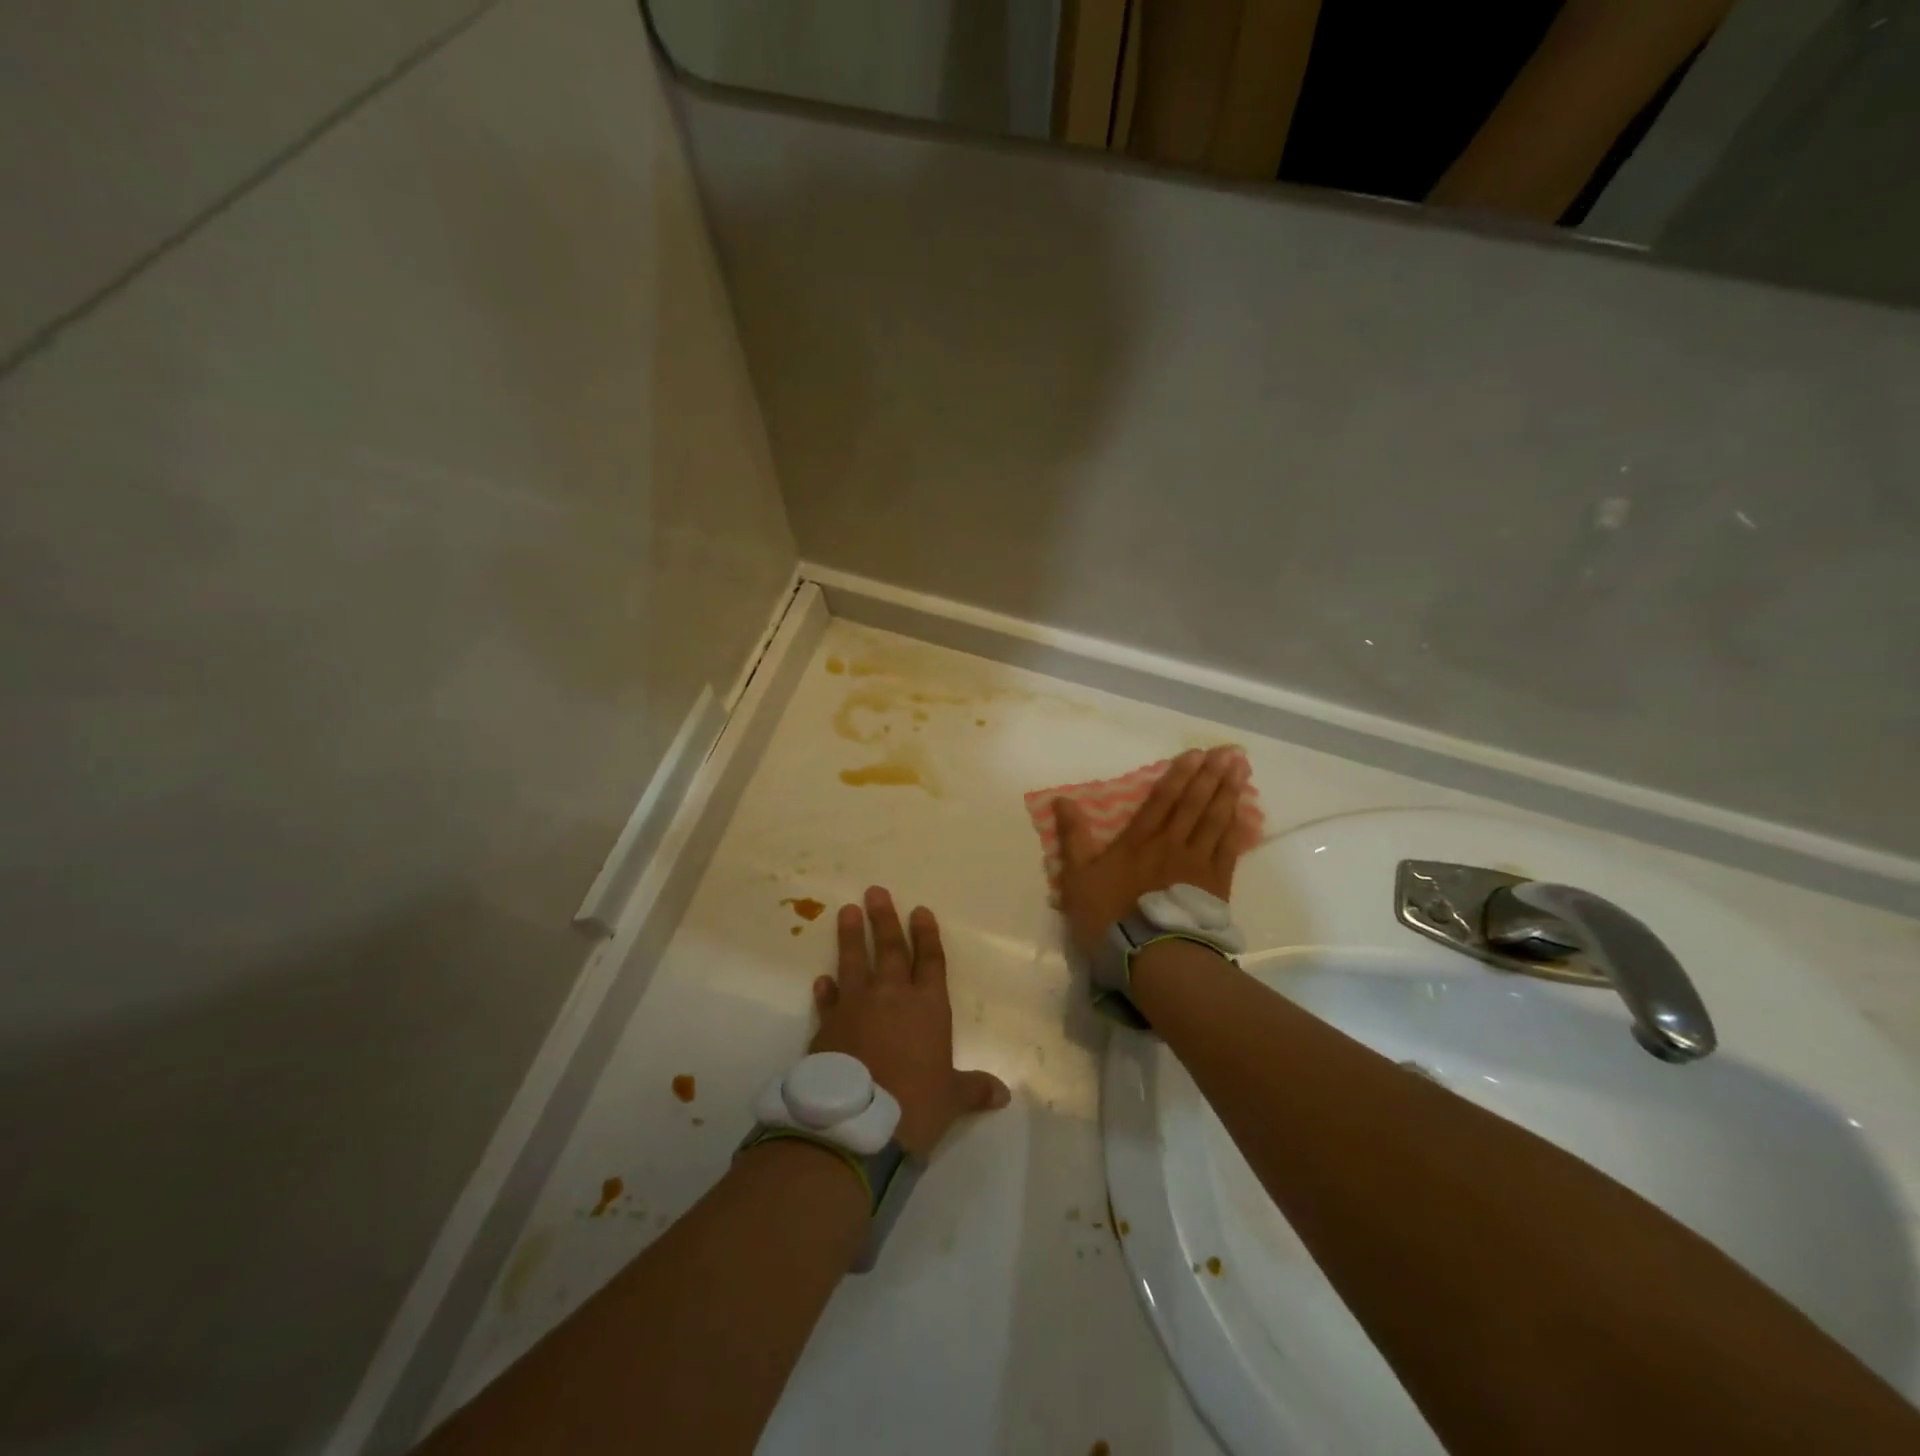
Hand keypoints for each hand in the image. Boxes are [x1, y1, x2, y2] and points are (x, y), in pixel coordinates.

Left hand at [810, 887, 1010, 1158]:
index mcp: (928, 1007)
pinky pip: (829, 1001)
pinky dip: (826, 990)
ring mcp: (856, 1007)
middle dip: (885, 919)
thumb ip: (974, 1089)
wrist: (856, 1122)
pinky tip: (822, 980)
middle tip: (875, 890)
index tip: (920, 910)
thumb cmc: (914, 1103)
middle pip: (891, 950)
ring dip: (851, 937)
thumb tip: (1003, 1094)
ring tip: (847, 911)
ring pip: (854, 962)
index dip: (927, 935)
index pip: (930, 961)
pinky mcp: (828, 1025)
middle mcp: (892, 997)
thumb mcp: (951, 1098)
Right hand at [1055, 746, 1250, 958]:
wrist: (1149, 956)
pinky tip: (1245, 814)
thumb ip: (1073, 838)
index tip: (1196, 754)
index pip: (1161, 800)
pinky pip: (1229, 850)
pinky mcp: (1215, 886)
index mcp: (1138, 841)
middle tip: (1230, 752)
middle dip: (1210, 776)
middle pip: (1193, 804)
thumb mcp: (1078, 878)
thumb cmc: (1108, 917)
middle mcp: (1170, 844)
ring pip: (1215, 821)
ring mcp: (1196, 864)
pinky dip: (1238, 830)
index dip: (1178, 776)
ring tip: (1242, 770)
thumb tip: (1061, 801)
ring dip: (1228, 793)